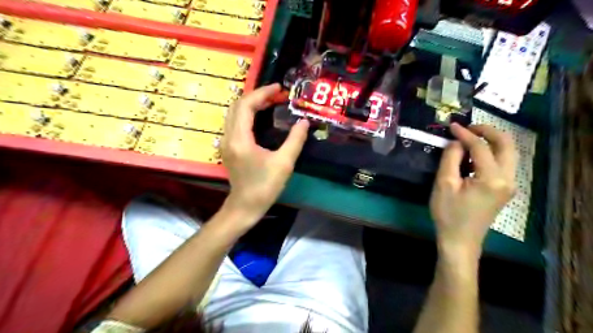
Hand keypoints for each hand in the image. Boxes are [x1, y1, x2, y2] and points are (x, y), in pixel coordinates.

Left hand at [220, 84, 307, 220]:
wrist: (245, 206)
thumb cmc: (265, 187)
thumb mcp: (284, 163)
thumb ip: (295, 140)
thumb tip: (304, 122)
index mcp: (240, 139)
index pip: (247, 105)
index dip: (263, 93)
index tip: (279, 88)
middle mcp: (228, 136)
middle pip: (237, 105)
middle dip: (257, 96)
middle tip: (277, 95)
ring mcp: (226, 142)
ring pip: (234, 112)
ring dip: (252, 103)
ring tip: (271, 102)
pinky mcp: (228, 147)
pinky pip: (235, 122)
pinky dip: (247, 113)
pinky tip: (261, 116)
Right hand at [430, 123, 517, 258]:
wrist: (459, 240)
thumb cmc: (448, 214)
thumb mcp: (444, 184)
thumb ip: (451, 158)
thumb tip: (457, 142)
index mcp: (492, 178)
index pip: (481, 147)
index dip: (466, 134)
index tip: (452, 126)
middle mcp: (508, 179)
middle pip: (506, 145)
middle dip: (488, 131)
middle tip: (468, 128)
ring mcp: (509, 185)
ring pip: (508, 153)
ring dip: (491, 141)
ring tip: (470, 138)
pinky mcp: (504, 190)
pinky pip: (503, 164)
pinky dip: (491, 153)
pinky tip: (474, 155)